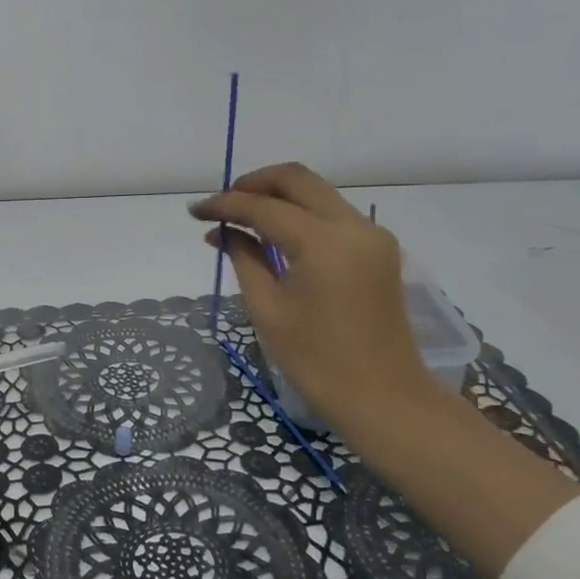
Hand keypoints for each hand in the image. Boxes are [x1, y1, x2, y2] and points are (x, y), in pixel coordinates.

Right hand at [190, 163, 437, 444]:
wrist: (385, 399)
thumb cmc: (318, 362)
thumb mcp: (268, 310)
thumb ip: (244, 258)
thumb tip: (223, 230)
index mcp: (323, 243)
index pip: (264, 207)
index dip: (225, 205)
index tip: (194, 212)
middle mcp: (353, 226)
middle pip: (297, 179)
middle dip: (253, 183)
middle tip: (222, 205)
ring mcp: (371, 235)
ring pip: (317, 192)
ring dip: (277, 196)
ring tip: (241, 219)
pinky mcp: (378, 248)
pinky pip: (332, 213)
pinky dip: (300, 213)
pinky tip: (274, 234)